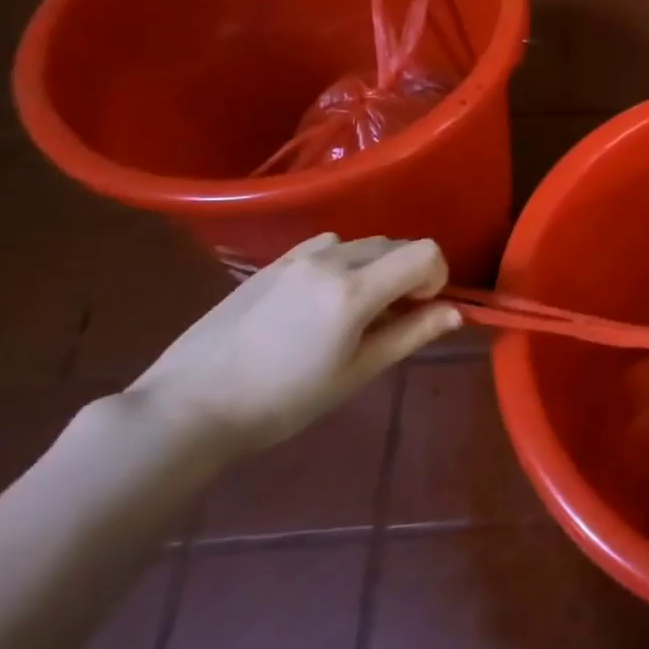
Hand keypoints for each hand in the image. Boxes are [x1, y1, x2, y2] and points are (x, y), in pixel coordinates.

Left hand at [134, 233, 459, 453]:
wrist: (191, 405)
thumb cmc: (283, 400)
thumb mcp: (357, 373)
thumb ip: (411, 334)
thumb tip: (456, 312)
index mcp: (354, 289)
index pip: (425, 252)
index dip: (436, 278)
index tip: (420, 310)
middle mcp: (330, 259)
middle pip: (397, 244)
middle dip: (409, 274)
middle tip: (391, 318)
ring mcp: (297, 256)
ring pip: (363, 243)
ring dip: (377, 267)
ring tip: (354, 310)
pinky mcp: (273, 262)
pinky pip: (328, 246)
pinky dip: (344, 262)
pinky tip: (321, 299)